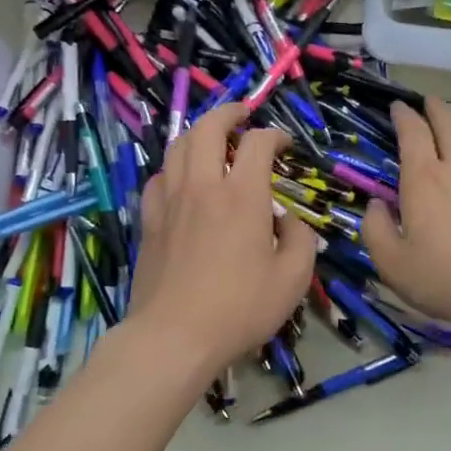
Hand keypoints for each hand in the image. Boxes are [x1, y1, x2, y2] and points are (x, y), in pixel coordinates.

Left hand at [129, 103, 316, 376]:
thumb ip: (301, 240)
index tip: (284, 144)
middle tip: (242, 115)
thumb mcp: (293, 279)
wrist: (174, 336)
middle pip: (208, 128)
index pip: (258, 143)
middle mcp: (203, 187)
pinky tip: (181, 179)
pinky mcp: (149, 221)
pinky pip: (158, 178)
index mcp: (243, 196)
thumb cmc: (240, 308)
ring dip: (197, 133)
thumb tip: (292, 222)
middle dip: (228, 113)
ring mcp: (170, 202)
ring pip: (177, 146)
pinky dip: (173, 167)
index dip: (274, 135)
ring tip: (211, 137)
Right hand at [361, 98, 450, 333]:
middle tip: (426, 103)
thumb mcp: (392, 264)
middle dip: (434, 107)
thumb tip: (377, 205)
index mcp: (425, 179)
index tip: (397, 107)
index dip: (403, 115)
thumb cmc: (445, 279)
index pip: (413, 132)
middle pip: (448, 121)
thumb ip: (375, 229)